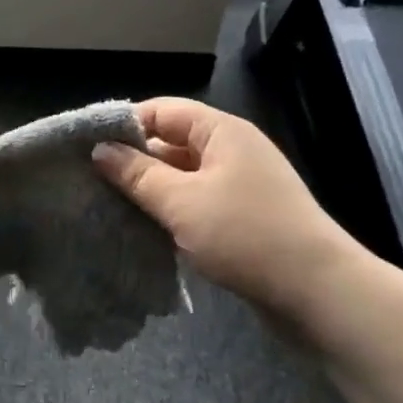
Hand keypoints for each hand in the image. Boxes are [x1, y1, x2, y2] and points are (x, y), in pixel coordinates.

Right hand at [92, 98, 364, 319]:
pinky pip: (196, 203)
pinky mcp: (242, 217)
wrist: (316, 291)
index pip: (162, 111)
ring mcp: (239, 185)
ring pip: (182, 177)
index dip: (125, 125)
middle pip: (171, 143)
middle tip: (90, 184)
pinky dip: (171, 212)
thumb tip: (100, 150)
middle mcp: (231, 150)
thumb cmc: (245, 235)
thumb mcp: (182, 202)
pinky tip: (144, 231)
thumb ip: (137, 174)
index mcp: (221, 131)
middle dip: (133, 162)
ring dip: (150, 192)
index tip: (86, 149)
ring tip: (109, 208)